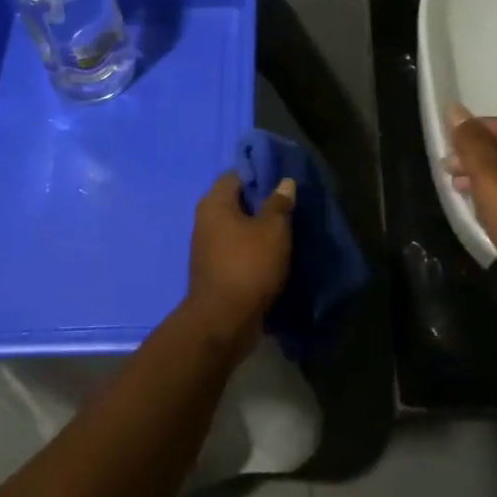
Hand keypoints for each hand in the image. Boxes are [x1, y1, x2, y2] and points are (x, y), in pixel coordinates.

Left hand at [185, 171, 296, 356]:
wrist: (223, 322)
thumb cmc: (248, 266)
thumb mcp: (272, 230)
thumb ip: (279, 204)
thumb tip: (284, 182)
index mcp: (215, 203)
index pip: (236, 175)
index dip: (260, 174)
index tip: (284, 180)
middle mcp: (206, 221)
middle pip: (237, 201)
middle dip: (263, 203)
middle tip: (291, 205)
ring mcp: (208, 248)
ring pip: (238, 228)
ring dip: (260, 228)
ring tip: (288, 230)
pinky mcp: (215, 271)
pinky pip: (238, 250)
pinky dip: (254, 250)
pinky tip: (275, 254)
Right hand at [442, 104, 496, 279]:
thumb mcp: (489, 175)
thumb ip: (472, 143)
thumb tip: (456, 110)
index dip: (474, 128)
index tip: (448, 142)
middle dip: (474, 154)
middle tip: (448, 169)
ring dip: (481, 176)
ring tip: (458, 189)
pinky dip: (494, 195)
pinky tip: (481, 208)